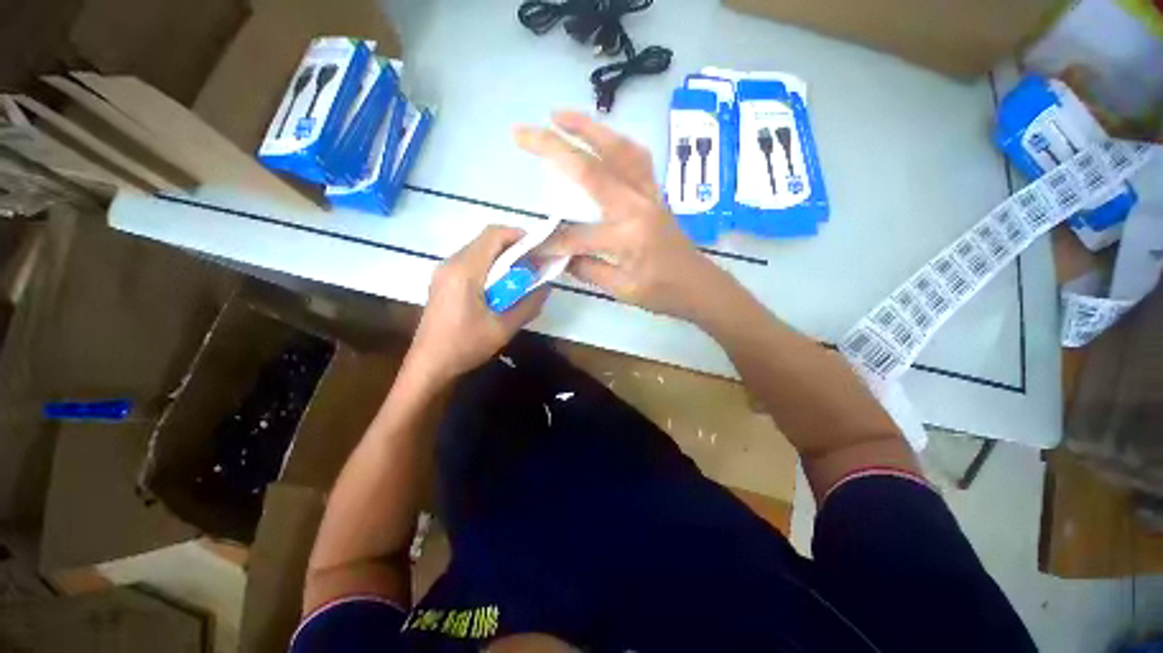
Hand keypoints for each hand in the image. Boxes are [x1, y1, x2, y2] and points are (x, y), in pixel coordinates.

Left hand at [406, 226, 547, 386]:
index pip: (493, 235)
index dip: (518, 235)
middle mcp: (451, 263)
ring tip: (520, 275)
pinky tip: (500, 286)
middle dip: (513, 247)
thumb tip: (546, 287)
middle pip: (485, 240)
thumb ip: (528, 305)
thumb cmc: (465, 346)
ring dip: (501, 257)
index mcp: (465, 271)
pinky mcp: (443, 281)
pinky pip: (470, 262)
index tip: (538, 247)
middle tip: (533, 263)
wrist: (429, 364)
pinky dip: (489, 266)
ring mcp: (444, 271)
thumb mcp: (503, 328)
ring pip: (478, 250)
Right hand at [514, 110, 730, 320]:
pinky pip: (635, 158)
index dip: (551, 241)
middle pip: (592, 169)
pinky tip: (600, 138)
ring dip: (588, 128)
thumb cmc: (663, 293)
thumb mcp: (622, 290)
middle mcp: (638, 206)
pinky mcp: (655, 193)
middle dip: (553, 147)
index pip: (577, 235)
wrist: (700, 286)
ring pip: (618, 149)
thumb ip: (587, 269)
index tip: (532, 245)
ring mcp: (649, 194)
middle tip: (523, 132)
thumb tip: (559, 254)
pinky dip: (615, 141)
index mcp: (628, 236)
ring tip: (559, 115)